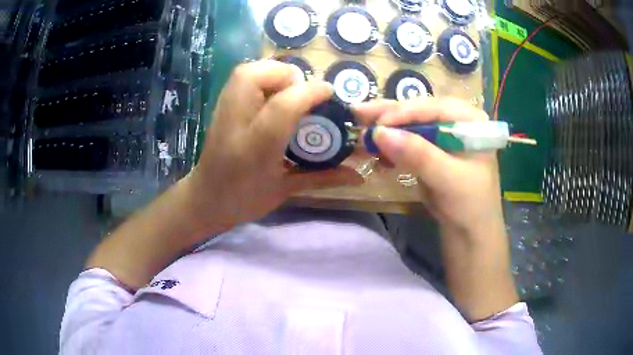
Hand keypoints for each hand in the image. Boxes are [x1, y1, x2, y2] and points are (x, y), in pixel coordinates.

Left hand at [186, 60, 362, 231]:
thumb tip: (360, 177)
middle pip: (256, 76)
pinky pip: (242, 78)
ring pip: (247, 71)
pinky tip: (273, 95)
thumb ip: (322, 178)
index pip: (283, 106)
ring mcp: (223, 111)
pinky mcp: (221, 106)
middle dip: (288, 77)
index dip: (310, 93)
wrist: (205, 198)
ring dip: (274, 74)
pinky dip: (262, 77)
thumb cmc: (244, 200)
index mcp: (253, 148)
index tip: (329, 93)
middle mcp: (235, 122)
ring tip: (290, 93)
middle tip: (303, 96)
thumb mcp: (284, 191)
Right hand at [354, 97, 504, 239]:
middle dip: (390, 113)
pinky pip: (408, 141)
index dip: (405, 112)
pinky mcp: (432, 151)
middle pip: (420, 111)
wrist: (470, 233)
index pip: (434, 107)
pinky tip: (375, 147)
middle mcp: (457, 122)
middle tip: (359, 111)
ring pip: (411, 124)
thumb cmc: (470, 205)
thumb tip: (380, 132)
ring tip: (361, 125)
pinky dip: (391, 144)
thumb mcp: (448, 179)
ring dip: (386, 127)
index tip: (378, 124)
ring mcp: (443, 136)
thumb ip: (418, 154)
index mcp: (470, 121)